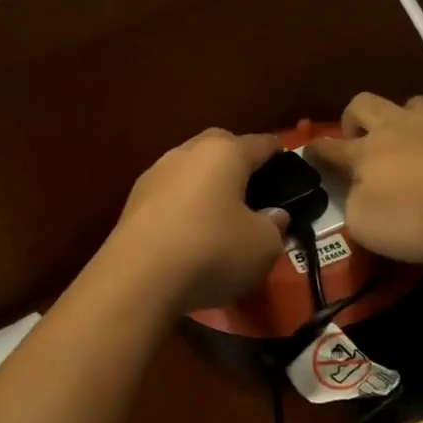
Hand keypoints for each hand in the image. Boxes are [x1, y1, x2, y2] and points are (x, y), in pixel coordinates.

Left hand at [104, 130, 289, 312]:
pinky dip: (184, 205)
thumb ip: (275, 226)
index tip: (289, 166)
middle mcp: (187, 152)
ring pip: (191, 169)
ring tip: (221, 212)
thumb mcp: (263, 246)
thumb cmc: (212, 251)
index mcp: (225, 152)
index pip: (261, 143)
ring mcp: (155, 174)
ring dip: (207, 184)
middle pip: (220, 146)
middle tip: (254, 188)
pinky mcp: (133, 201)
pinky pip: (170, 194)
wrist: (138, 279)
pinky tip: (191, 230)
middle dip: (238, 161)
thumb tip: (273, 215)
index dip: (279, 154)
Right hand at [308, 64, 422, 264]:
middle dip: (356, 118)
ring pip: (416, 101)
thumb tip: (355, 194)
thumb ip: (356, 207)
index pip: (332, 150)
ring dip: (411, 113)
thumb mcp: (369, 228)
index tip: (310, 151)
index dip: (319, 151)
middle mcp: (400, 126)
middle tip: (361, 137)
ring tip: (420, 132)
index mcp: (367, 155)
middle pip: (365, 106)